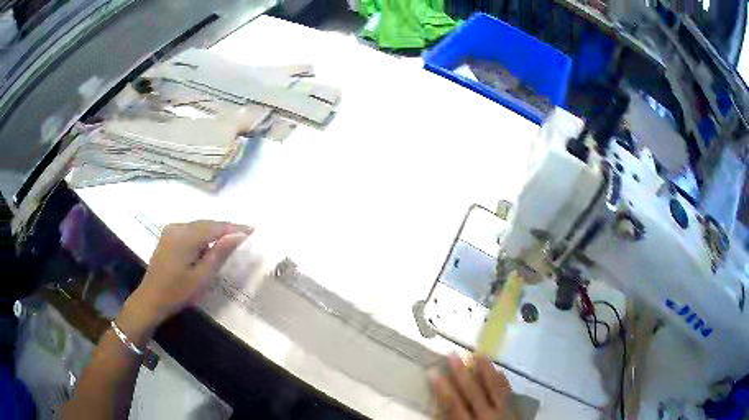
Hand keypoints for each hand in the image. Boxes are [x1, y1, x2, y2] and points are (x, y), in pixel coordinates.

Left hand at [120, 220, 251, 338]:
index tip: (253, 229)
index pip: (216, 227)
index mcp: (186, 237)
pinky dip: (203, 234)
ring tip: (230, 239)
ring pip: (198, 226)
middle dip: (225, 228)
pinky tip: (209, 244)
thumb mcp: (202, 277)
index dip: (235, 227)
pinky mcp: (168, 236)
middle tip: (244, 234)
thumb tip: (238, 235)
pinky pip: (190, 230)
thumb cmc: (177, 292)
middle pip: (206, 223)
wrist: (150, 299)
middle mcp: (177, 227)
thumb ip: (219, 253)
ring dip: (214, 231)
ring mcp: (171, 230)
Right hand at [431, 354, 515, 419]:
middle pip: (473, 392)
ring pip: (494, 388)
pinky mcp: (513, 411)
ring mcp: (503, 412)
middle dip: (461, 374)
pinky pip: (508, 393)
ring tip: (479, 354)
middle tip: (453, 355)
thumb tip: (437, 411)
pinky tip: (500, 372)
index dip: (443, 389)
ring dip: (486, 371)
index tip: (433, 373)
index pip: (454, 405)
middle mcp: (487, 416)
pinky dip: (503, 381)